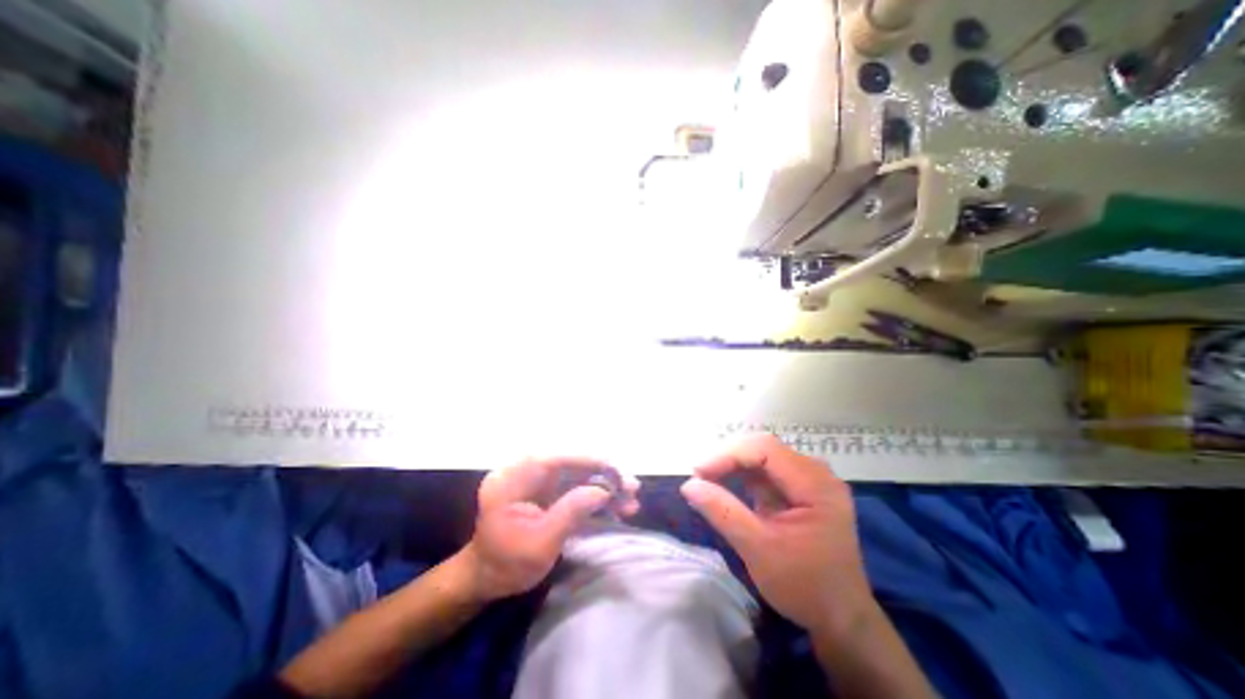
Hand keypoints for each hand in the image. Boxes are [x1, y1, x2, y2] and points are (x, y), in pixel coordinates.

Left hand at [465, 458, 639, 600]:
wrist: (488, 579)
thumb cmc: (507, 565)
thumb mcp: (540, 544)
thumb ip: (570, 512)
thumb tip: (603, 490)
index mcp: (511, 480)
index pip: (551, 459)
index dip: (585, 459)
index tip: (612, 467)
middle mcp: (526, 472)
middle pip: (570, 464)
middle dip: (602, 474)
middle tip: (631, 486)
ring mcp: (538, 481)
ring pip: (578, 475)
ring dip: (605, 485)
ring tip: (632, 499)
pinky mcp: (549, 491)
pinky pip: (577, 487)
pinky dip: (598, 496)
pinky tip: (618, 507)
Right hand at [679, 434, 873, 635]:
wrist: (841, 620)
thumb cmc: (804, 587)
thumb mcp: (758, 550)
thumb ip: (723, 512)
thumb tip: (688, 485)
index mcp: (816, 484)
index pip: (765, 449)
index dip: (728, 454)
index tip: (698, 472)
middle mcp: (816, 473)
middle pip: (763, 448)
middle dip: (728, 458)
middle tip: (700, 476)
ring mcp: (810, 480)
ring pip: (762, 456)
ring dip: (733, 464)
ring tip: (708, 478)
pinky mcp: (800, 489)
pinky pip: (766, 471)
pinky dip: (742, 475)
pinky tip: (725, 484)